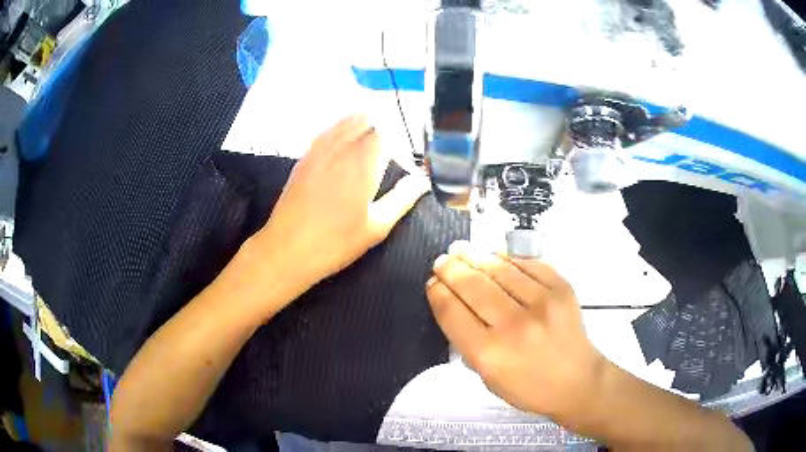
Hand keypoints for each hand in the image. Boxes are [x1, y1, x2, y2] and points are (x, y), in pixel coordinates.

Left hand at [252, 114, 429, 303]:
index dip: (396, 137)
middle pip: (364, 121)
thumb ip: (402, 198)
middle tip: (387, 139)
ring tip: (369, 131)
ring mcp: (319, 151)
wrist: (288, 249)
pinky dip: (338, 130)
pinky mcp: (304, 158)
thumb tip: (423, 181)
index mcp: (363, 163)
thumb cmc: (336, 242)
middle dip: (379, 125)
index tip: (400, 150)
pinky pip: (325, 133)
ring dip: (359, 123)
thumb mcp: (377, 226)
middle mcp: (341, 149)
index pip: (384, 132)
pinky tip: (342, 140)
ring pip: (342, 123)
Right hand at [427, 241, 605, 421]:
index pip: (453, 312)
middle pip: (473, 286)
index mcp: (490, 353)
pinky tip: (494, 256)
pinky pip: (527, 264)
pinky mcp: (561, 288)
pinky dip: (507, 258)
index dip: (438, 293)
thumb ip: (467, 341)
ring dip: (475, 256)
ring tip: (461, 249)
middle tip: (442, 260)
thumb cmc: (528, 386)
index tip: (433, 282)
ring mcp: (542, 302)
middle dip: (451, 269)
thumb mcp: (487, 376)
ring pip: (499, 269)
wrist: (577, 381)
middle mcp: (514, 325)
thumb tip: (453, 302)